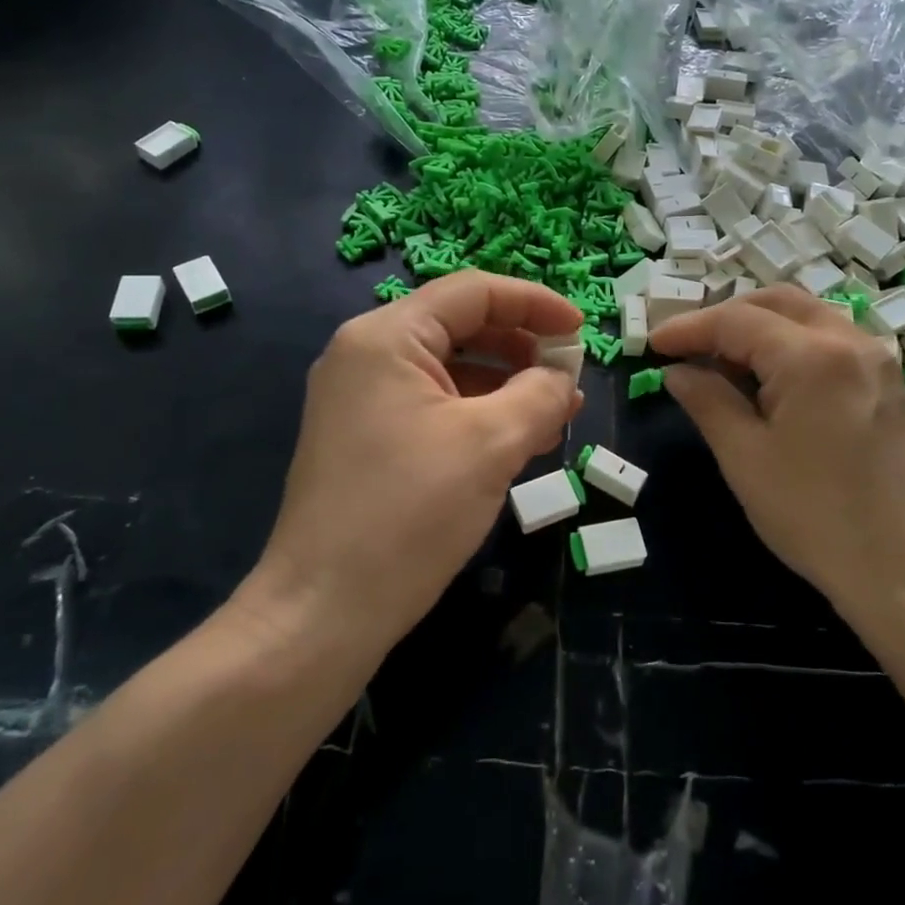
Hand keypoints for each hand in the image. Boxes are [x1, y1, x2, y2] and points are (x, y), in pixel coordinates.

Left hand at [250, 272, 582, 649]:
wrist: (324, 612)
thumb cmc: (409, 514)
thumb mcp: (491, 444)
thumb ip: (539, 394)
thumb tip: (563, 377)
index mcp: (386, 338)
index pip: (472, 292)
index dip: (534, 303)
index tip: (581, 331)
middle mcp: (366, 356)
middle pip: (459, 326)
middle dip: (522, 346)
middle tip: (570, 378)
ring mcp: (361, 399)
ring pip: (449, 369)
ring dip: (505, 383)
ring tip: (556, 413)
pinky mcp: (366, 438)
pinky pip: (433, 405)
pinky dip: (478, 413)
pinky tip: (518, 440)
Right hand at [649, 286, 904, 623]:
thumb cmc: (814, 516)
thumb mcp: (745, 458)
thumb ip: (707, 401)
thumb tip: (677, 371)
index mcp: (811, 356)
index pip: (736, 320)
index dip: (689, 328)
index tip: (653, 343)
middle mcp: (850, 341)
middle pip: (777, 302)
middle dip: (726, 317)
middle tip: (688, 347)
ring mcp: (877, 360)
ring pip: (808, 316)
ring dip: (761, 327)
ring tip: (724, 363)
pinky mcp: (889, 383)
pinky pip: (831, 340)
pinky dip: (792, 344)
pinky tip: (770, 380)